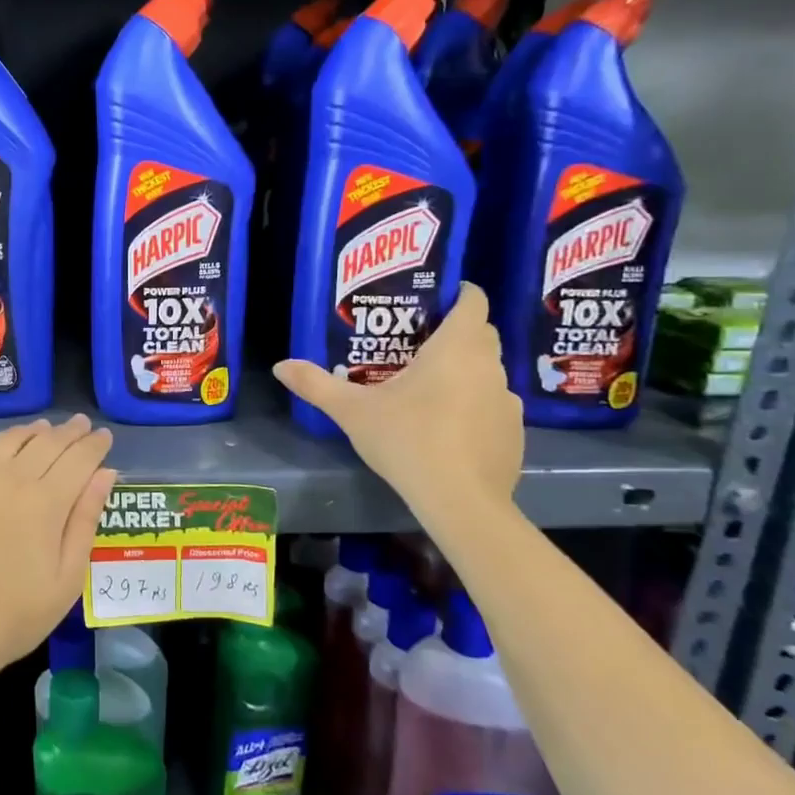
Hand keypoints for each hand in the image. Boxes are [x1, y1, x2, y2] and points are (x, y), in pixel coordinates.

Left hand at [0, 411, 117, 692]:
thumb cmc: (14, 616)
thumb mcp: (67, 579)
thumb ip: (86, 520)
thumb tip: (106, 473)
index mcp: (45, 502)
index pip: (79, 459)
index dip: (95, 445)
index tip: (105, 437)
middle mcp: (9, 478)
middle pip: (46, 443)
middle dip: (69, 432)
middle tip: (80, 425)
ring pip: (6, 439)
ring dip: (30, 429)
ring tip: (43, 428)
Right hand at [273, 282, 522, 516]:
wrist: (460, 501)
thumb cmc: (407, 440)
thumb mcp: (352, 411)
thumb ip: (316, 384)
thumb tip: (280, 366)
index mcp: (456, 348)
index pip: (473, 301)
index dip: (459, 293)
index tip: (435, 298)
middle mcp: (489, 366)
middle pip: (481, 334)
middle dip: (456, 331)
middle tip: (417, 343)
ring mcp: (507, 401)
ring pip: (488, 371)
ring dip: (466, 370)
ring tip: (430, 388)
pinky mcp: (514, 432)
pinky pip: (494, 405)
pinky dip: (475, 405)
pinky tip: (449, 428)